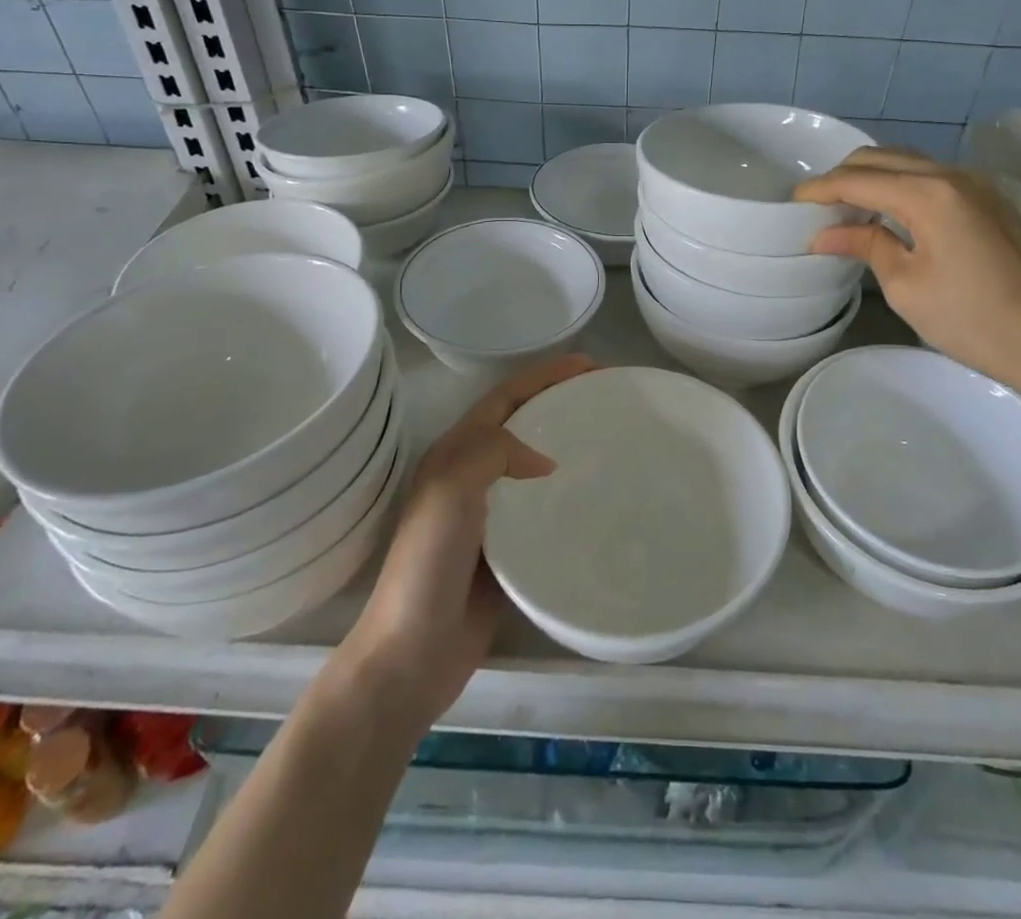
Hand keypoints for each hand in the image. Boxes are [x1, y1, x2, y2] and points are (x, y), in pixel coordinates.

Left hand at [336, 353, 594, 726]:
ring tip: (610, 440)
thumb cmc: (427, 565)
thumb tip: (546, 461)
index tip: (591, 366)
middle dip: (559, 402)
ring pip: (534, 465)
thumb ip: (493, 452)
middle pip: (522, 424)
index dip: (545, 375)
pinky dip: (568, 495)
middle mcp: (471, 476)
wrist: (411, 655)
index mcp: (455, 454)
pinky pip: (543, 510)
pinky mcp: (507, 551)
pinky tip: (597, 500)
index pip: (506, 398)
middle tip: (606, 397)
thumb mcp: (451, 490)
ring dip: (566, 444)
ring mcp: (490, 515)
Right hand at [795, 148, 1020, 406]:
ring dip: (874, 177)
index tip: (793, 202)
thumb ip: (866, 244)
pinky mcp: (990, 201)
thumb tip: (825, 234)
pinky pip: (933, 177)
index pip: (859, 179)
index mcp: (929, 194)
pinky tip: (889, 213)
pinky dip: (902, 185)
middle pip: (883, 158)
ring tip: (847, 207)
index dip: (821, 189)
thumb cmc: (971, 320)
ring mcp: (977, 185)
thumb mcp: (905, 285)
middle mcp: (953, 175)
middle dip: (844, 176)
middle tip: (817, 205)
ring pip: (909, 162)